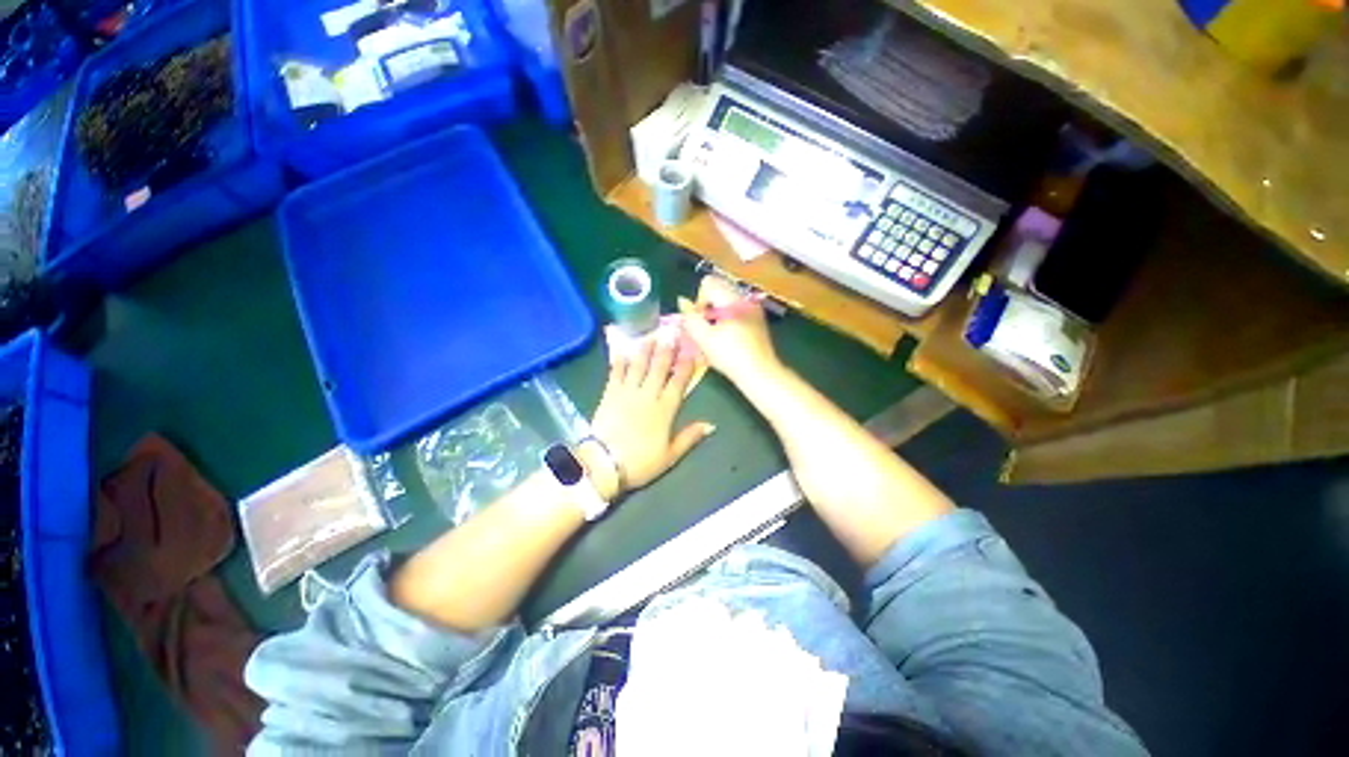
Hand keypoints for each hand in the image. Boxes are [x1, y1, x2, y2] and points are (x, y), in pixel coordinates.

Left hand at [588, 334, 714, 498]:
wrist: (604, 464)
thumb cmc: (640, 462)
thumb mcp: (670, 456)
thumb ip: (689, 437)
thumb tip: (711, 425)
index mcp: (664, 410)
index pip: (678, 384)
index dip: (685, 367)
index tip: (691, 353)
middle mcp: (647, 396)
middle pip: (658, 369)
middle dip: (666, 352)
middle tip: (671, 334)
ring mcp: (626, 393)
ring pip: (638, 367)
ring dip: (645, 351)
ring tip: (650, 337)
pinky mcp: (609, 395)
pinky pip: (615, 374)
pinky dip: (619, 362)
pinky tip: (622, 351)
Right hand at [678, 276, 781, 385]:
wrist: (760, 373)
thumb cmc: (731, 356)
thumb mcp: (704, 339)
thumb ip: (690, 319)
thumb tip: (683, 305)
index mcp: (733, 299)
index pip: (709, 283)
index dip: (699, 300)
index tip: (700, 321)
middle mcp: (745, 299)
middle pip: (719, 290)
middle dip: (707, 306)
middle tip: (706, 328)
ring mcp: (754, 309)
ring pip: (727, 301)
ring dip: (716, 314)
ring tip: (716, 335)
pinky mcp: (757, 320)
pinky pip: (737, 311)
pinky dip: (727, 319)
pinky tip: (727, 338)